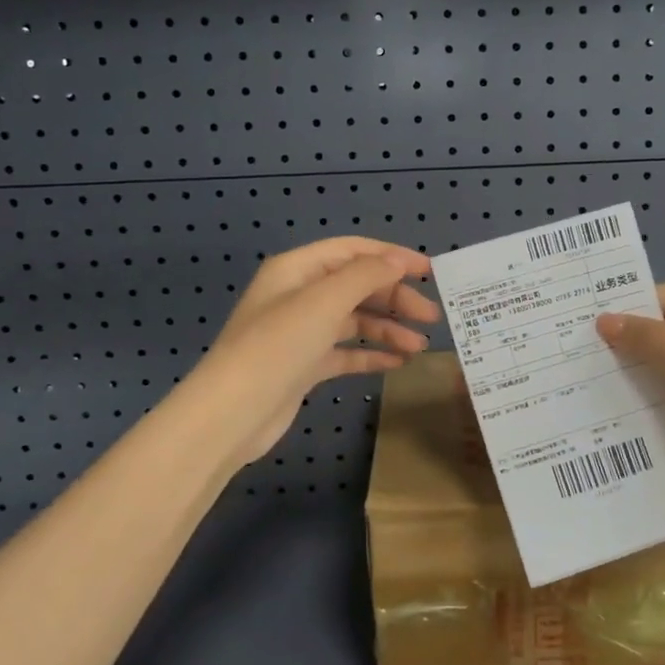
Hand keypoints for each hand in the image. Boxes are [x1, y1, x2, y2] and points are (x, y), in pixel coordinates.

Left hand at [179, 237, 439, 472]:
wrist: (233, 413)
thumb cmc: (278, 346)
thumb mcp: (324, 301)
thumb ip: (365, 276)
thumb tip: (397, 260)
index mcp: (297, 269)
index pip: (353, 251)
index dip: (392, 257)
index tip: (429, 272)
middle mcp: (299, 295)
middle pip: (357, 286)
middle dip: (395, 299)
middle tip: (431, 317)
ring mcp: (301, 332)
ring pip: (354, 321)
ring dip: (388, 329)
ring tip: (419, 346)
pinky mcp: (304, 365)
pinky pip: (345, 352)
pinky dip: (370, 354)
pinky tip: (397, 363)